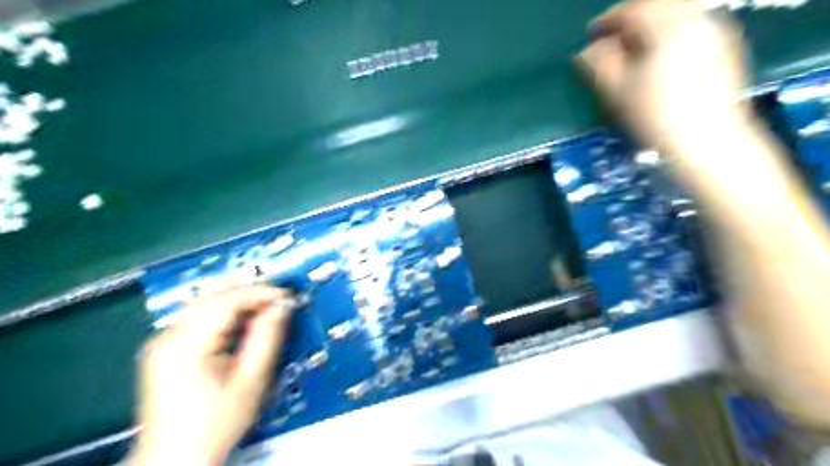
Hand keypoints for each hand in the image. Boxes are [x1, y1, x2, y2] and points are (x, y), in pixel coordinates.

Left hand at [133, 285, 293, 464]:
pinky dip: (225, 314)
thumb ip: (266, 338)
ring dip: (238, 301)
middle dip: (249, 293)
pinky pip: (200, 319)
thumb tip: (280, 308)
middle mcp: (168, 339)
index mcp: (185, 345)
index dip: (260, 293)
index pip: (227, 300)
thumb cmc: (212, 427)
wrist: (176, 460)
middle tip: (278, 295)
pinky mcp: (167, 351)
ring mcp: (164, 344)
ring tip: (265, 304)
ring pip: (206, 305)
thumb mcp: (250, 381)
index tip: (284, 296)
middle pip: (213, 297)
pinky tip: (243, 319)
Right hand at [579, 0, 752, 173]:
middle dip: (631, 17)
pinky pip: (693, 25)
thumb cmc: (654, 116)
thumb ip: (597, 63)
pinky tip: (661, 53)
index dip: (606, 21)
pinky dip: (671, 31)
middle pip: (658, 5)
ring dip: (652, 23)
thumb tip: (585, 50)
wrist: (706, 141)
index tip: (590, 34)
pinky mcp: (726, 46)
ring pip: (678, 12)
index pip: (631, 10)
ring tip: (634, 45)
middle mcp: (695, 17)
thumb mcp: (616, 90)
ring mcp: (716, 29)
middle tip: (612, 37)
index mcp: (666, 25)